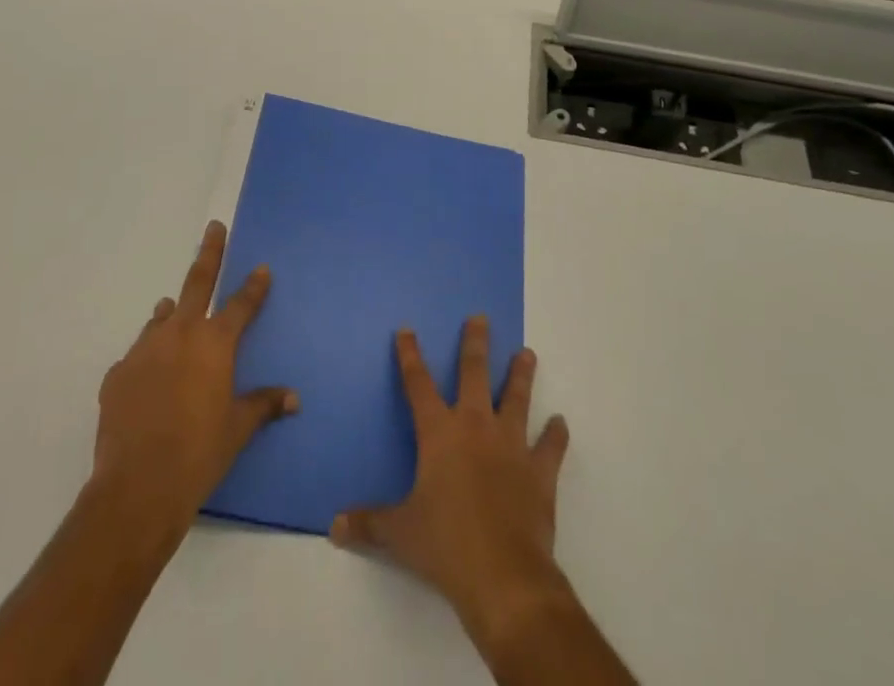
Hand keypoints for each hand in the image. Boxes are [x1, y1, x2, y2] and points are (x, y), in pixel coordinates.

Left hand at [91, 220, 297, 541]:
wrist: (138, 486)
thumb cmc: (199, 453)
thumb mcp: (238, 429)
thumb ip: (264, 405)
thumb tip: (294, 398)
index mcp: (214, 343)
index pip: (241, 304)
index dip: (254, 286)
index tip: (261, 268)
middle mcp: (180, 334)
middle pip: (198, 282)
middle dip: (209, 252)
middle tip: (213, 228)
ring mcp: (144, 350)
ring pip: (161, 318)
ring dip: (172, 312)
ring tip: (174, 309)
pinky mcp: (117, 373)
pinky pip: (138, 354)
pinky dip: (148, 356)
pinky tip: (148, 375)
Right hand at [330, 318, 572, 659]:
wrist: (503, 576)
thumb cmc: (445, 546)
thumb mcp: (399, 534)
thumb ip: (368, 523)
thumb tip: (333, 526)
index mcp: (439, 434)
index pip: (418, 384)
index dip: (409, 356)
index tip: (406, 330)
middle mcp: (475, 426)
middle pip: (474, 373)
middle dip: (475, 343)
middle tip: (480, 317)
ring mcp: (511, 445)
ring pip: (516, 398)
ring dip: (521, 375)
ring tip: (527, 353)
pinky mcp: (539, 471)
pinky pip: (550, 447)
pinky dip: (556, 435)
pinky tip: (560, 423)